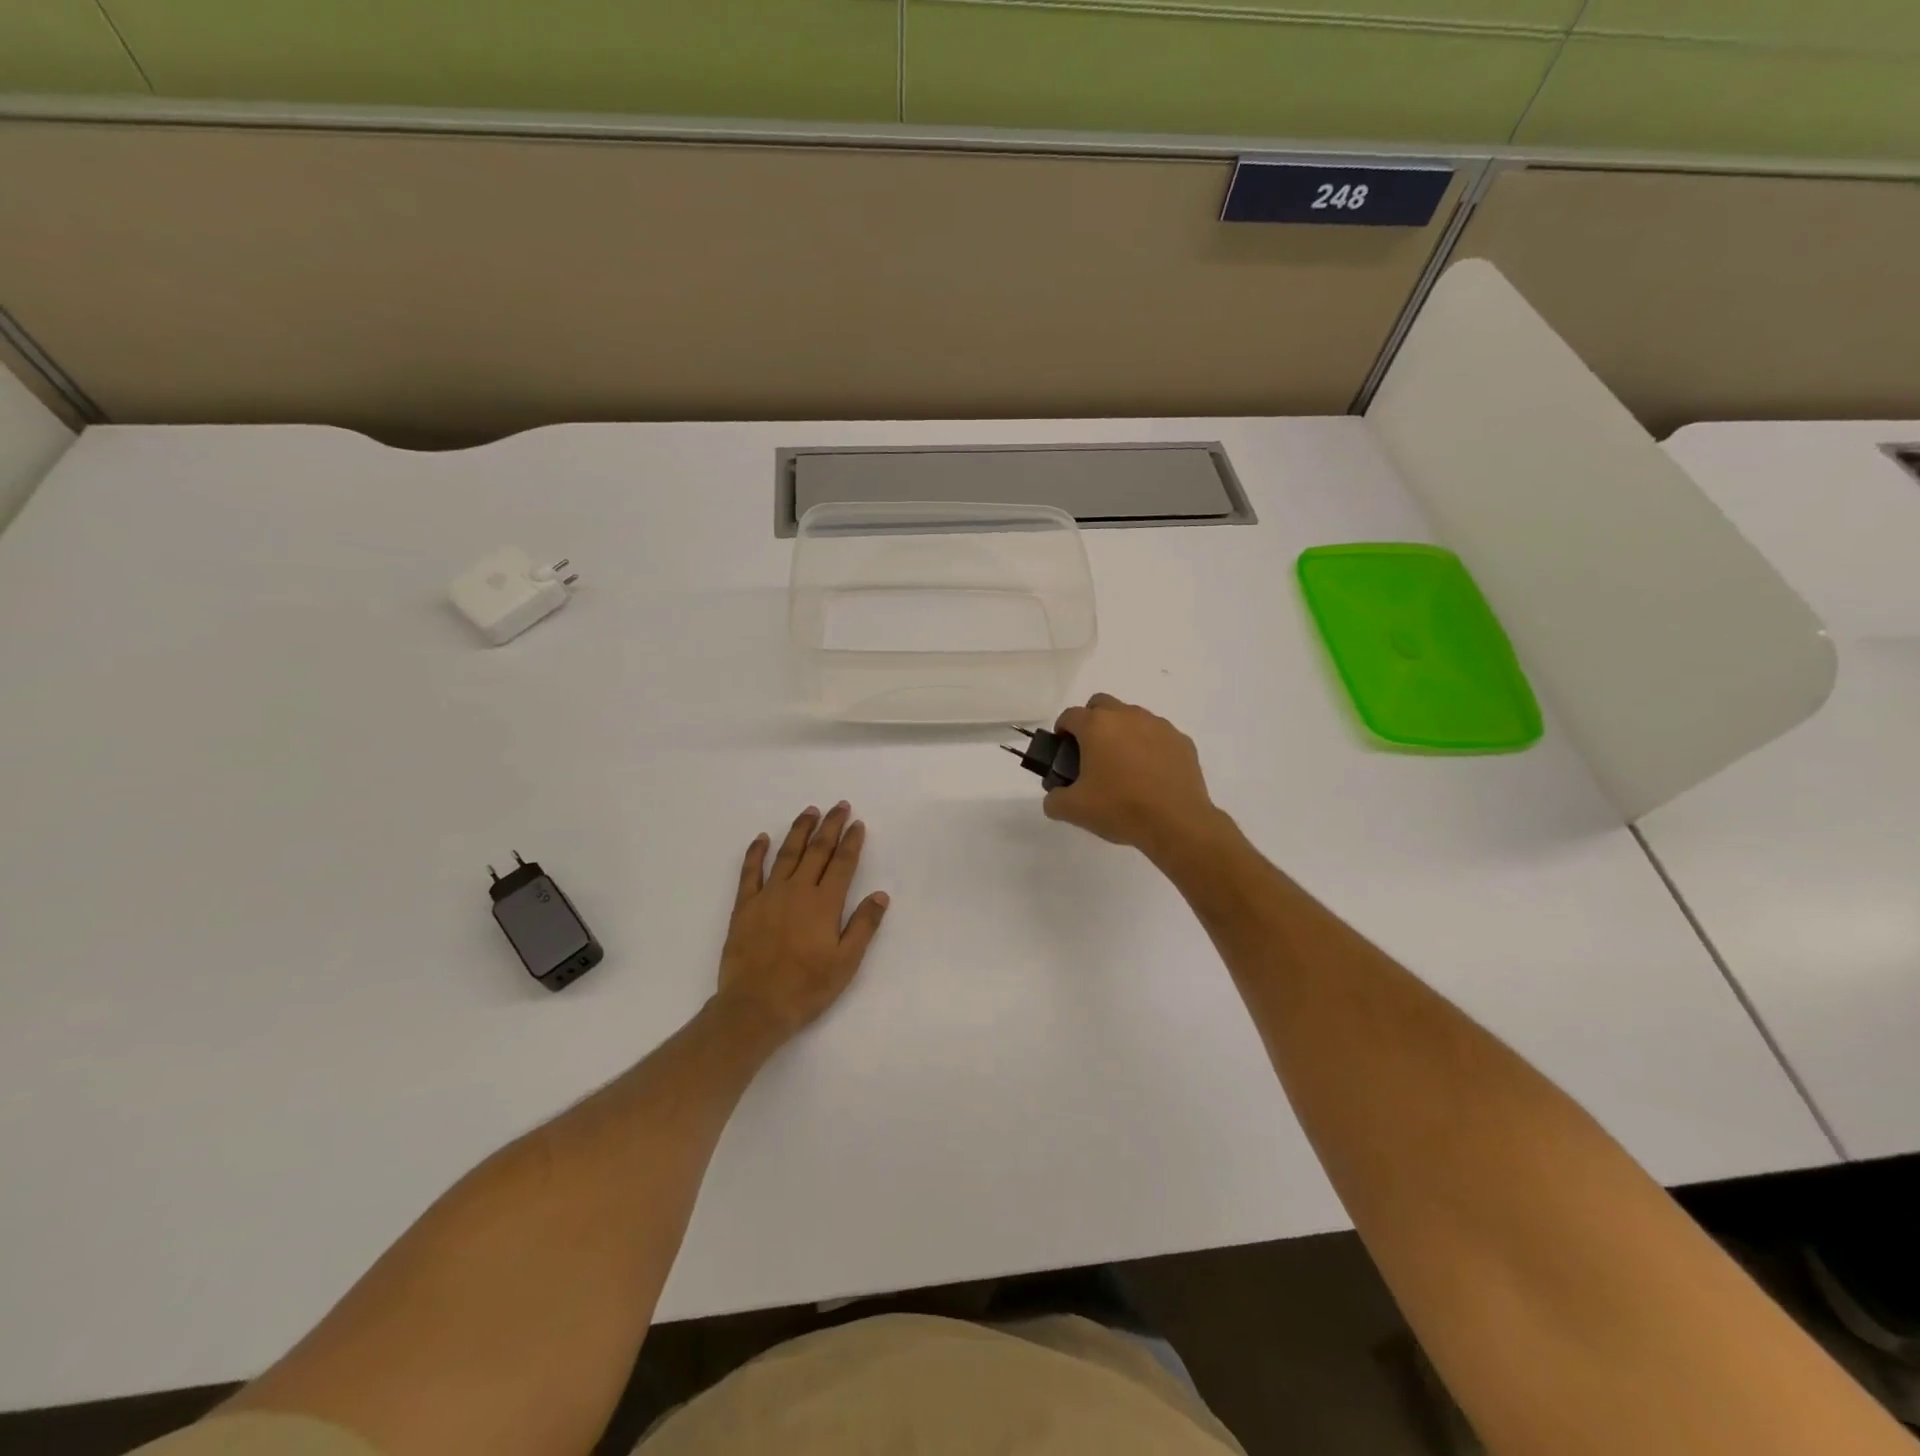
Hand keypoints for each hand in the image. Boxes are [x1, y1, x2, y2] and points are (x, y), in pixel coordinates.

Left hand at [716, 803, 888, 1044]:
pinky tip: (762, 838)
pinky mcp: (744, 907)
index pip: (842, 863)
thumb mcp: (846, 962)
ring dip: (799, 830)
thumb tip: (881, 894)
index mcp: (824, 903)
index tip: (857, 823)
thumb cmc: (807, 988)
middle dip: (830, 826)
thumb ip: (863, 925)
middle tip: (839, 806)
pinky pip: (750, 872)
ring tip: (809, 812)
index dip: (851, 841)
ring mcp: (768, 896)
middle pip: (817, 851)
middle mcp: (797, 891)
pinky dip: (756, 853)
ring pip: (787, 854)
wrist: (755, 1007)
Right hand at [1042, 693, 1223, 860]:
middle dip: (1091, 722)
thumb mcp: (1074, 810)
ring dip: (1122, 733)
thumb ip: (1054, 800)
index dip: (1062, 730)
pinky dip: (1149, 747)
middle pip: (1101, 704)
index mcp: (1097, 726)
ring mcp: (1158, 726)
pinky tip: (1150, 775)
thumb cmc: (1120, 809)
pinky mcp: (1181, 741)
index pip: (1070, 715)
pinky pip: (1157, 735)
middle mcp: (1127, 716)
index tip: (1063, 750)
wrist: (1177, 823)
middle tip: (1091, 753)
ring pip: (1132, 717)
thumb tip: (1055, 797)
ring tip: (1123, 767)